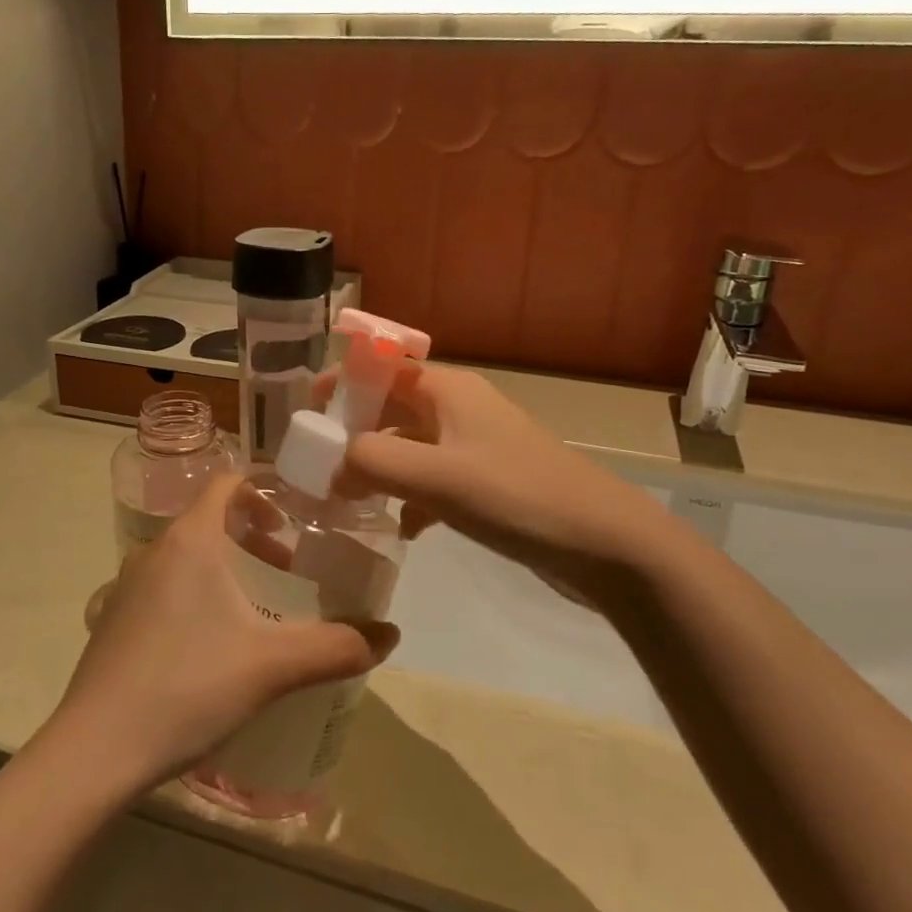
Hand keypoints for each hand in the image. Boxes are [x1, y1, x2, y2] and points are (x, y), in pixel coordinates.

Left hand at [48, 474, 397, 798]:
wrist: (95, 751)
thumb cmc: (188, 687)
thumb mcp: (273, 666)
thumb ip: (337, 646)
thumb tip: (391, 636)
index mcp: (190, 539)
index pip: (228, 482)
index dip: (265, 487)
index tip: (299, 512)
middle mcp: (154, 550)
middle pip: (210, 519)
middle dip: (254, 535)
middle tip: (290, 567)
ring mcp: (126, 586)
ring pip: (186, 556)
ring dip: (225, 567)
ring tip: (258, 607)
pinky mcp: (112, 621)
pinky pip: (164, 586)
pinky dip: (196, 593)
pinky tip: (213, 645)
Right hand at [333, 363, 686, 594]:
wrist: (606, 544)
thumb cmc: (518, 496)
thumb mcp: (437, 476)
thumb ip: (373, 463)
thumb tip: (331, 468)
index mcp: (447, 390)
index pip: (382, 367)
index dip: (342, 382)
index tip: (305, 413)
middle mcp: (458, 409)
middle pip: (391, 408)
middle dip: (353, 434)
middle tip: (316, 466)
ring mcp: (474, 447)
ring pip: (409, 447)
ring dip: (378, 469)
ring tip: (344, 500)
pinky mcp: (486, 483)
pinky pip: (432, 479)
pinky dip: (410, 497)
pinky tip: (402, 528)